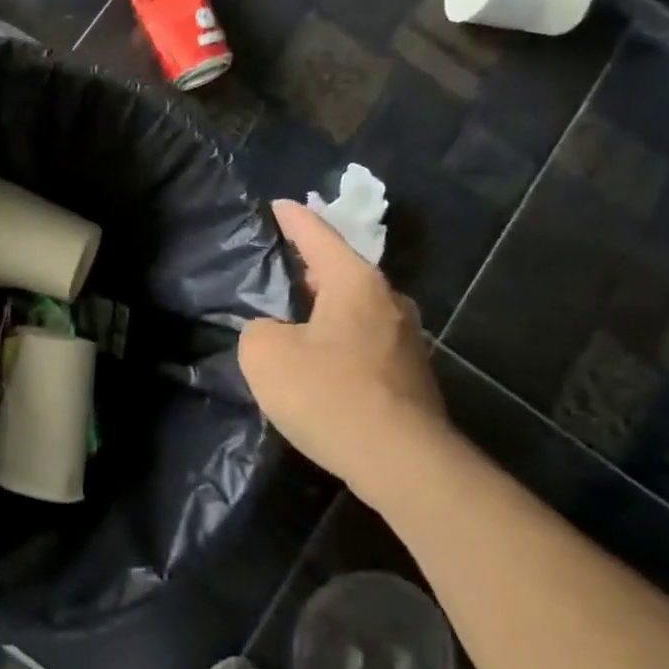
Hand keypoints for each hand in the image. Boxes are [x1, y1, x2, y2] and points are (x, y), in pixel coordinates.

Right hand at [238, 199, 447, 494]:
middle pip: (341, 270)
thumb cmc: (329, 394)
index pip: (318, 235)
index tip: (277, 205)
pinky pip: (363, 341)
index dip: (293, 219)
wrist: (402, 463)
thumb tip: (274, 332)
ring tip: (292, 314)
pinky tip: (317, 362)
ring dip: (324, 308)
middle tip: (276, 265)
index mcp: (355, 282)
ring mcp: (406, 339)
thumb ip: (258, 330)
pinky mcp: (410, 376)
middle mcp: (388, 301)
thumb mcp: (266, 355)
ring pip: (354, 308)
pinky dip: (337, 340)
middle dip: (309, 265)